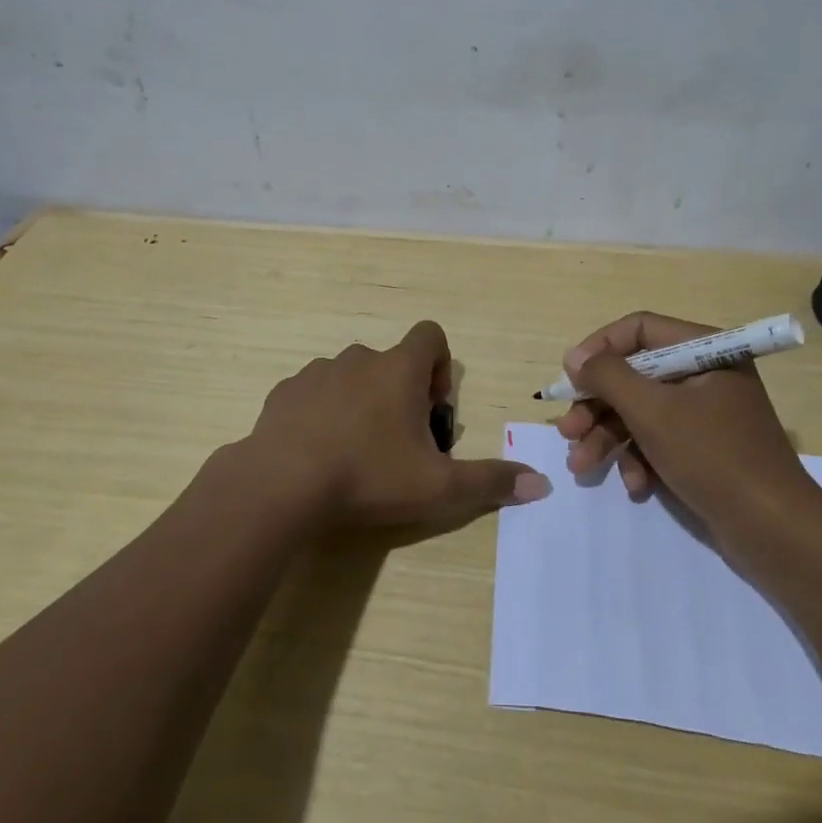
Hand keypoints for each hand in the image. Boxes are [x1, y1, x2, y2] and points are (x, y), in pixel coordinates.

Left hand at [244, 320, 549, 527]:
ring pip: (352, 377)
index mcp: (398, 369)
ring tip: (357, 453)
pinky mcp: (284, 393)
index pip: (431, 335)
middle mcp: (359, 358)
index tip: (432, 409)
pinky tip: (319, 453)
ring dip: (362, 403)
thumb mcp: (437, 487)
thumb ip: (489, 482)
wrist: (281, 484)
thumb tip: (540, 484)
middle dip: (402, 394)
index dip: (440, 366)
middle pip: (392, 362)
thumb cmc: (368, 476)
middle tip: (400, 444)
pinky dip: (323, 413)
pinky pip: (314, 394)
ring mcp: (317, 373)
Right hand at [554, 311, 821, 538]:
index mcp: (705, 351)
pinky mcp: (704, 449)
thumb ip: (608, 377)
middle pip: (634, 375)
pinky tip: (635, 487)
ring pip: (640, 412)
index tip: (570, 376)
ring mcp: (705, 414)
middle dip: (597, 406)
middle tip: (567, 431)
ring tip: (581, 466)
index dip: (599, 348)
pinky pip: (659, 441)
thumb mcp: (652, 411)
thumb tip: (575, 358)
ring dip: (608, 438)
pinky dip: (640, 460)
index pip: (640, 329)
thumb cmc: (713, 457)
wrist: (775, 532)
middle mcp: (705, 375)